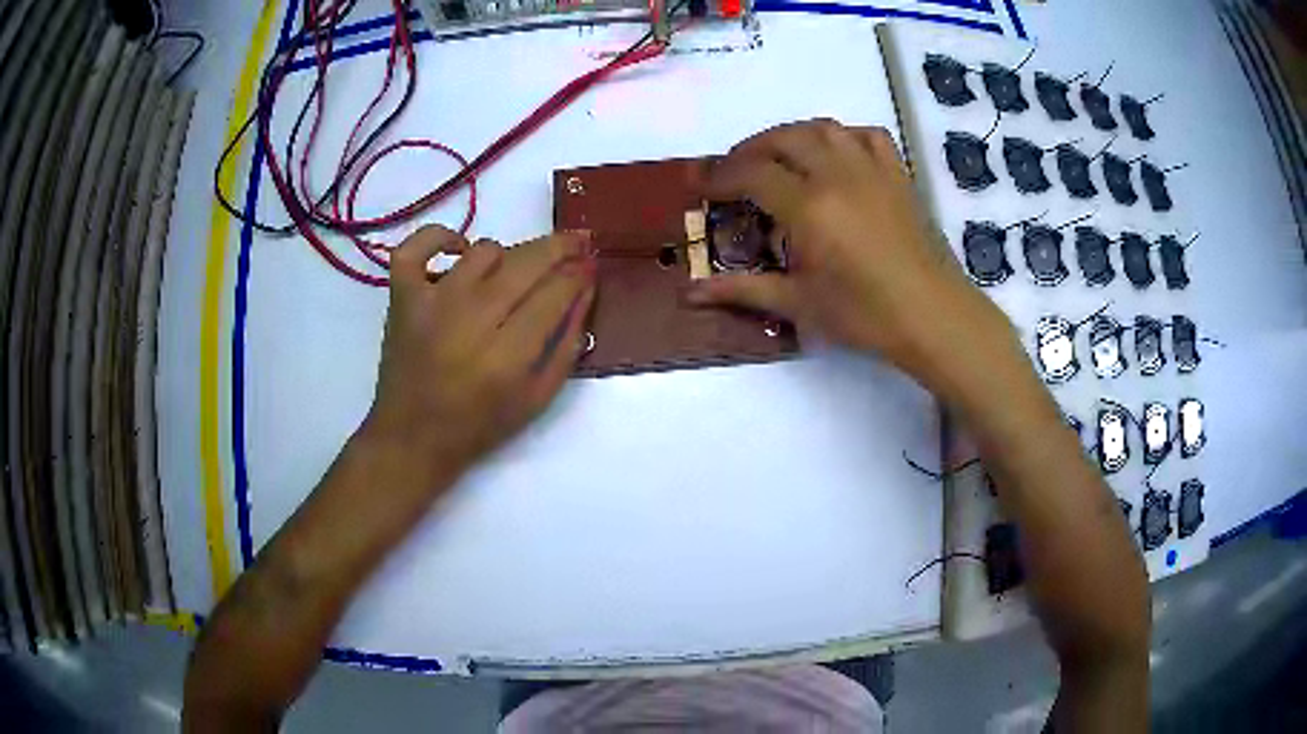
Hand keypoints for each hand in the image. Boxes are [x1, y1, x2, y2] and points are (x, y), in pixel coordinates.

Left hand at [363, 225, 595, 489]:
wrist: (412, 437)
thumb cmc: (479, 425)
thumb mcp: (537, 399)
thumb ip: (567, 346)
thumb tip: (585, 291)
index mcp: (506, 356)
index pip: (555, 293)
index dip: (579, 273)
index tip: (591, 265)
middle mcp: (469, 319)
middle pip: (526, 263)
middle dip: (561, 248)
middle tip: (578, 243)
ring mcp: (430, 302)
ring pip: (484, 251)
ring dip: (509, 256)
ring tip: (514, 274)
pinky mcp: (402, 296)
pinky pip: (418, 246)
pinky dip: (438, 237)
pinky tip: (459, 250)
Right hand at [688, 120, 1013, 396]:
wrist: (934, 316)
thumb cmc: (865, 316)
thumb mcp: (799, 304)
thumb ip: (743, 290)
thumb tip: (689, 295)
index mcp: (809, 207)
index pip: (751, 174)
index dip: (720, 176)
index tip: (701, 186)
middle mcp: (837, 175)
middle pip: (783, 139)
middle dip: (750, 149)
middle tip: (734, 171)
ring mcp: (872, 169)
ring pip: (822, 128)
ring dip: (791, 135)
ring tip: (778, 156)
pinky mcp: (898, 174)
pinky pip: (867, 135)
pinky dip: (843, 136)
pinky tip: (836, 154)